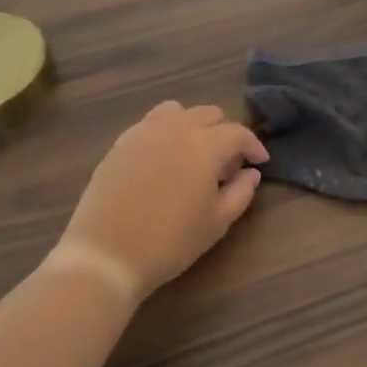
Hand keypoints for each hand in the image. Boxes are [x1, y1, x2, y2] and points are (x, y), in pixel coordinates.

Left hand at [51, 102, 267, 306]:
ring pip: (177, 111)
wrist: (106, 255)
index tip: (260, 161)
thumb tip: (251, 173)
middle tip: (227, 163)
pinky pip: (150, 124)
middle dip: (225, 132)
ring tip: (194, 152)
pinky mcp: (119, 144)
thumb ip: (240, 192)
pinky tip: (164, 159)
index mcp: (204, 145)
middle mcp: (175, 128)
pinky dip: (165, 131)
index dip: (253, 145)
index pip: (237, 133)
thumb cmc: (170, 242)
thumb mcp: (216, 223)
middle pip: (208, 113)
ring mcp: (143, 132)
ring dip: (193, 125)